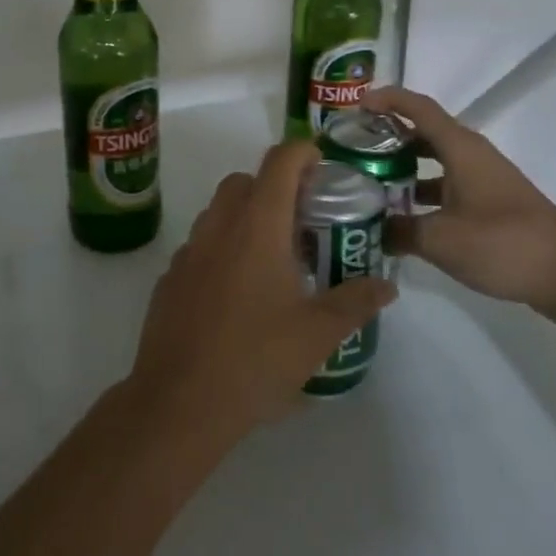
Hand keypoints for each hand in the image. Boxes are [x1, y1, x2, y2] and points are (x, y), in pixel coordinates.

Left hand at [126, 141, 395, 446]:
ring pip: (218, 212)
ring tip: (274, 259)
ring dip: (246, 217)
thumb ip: (355, 302)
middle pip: (244, 181)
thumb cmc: (255, 359)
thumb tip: (386, 286)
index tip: (323, 166)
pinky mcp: (170, 278)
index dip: (303, 153)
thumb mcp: (317, 334)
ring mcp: (188, 251)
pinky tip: (237, 292)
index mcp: (257, 227)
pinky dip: (222, 249)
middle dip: (274, 187)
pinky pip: (200, 245)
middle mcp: (218, 226)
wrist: (180, 402)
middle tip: (303, 220)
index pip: (279, 162)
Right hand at [364, 85, 555, 324]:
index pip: (419, 108)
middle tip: (355, 149)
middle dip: (389, 137)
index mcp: (461, 149)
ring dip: (405, 169)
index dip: (388, 99)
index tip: (357, 105)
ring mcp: (485, 181)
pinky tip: (405, 221)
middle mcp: (473, 157)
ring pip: (436, 163)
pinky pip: (449, 187)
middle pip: (425, 133)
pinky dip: (424, 196)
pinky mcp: (493, 205)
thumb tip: (373, 229)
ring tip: (371, 184)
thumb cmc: (503, 243)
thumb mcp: (441, 240)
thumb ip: (400, 231)